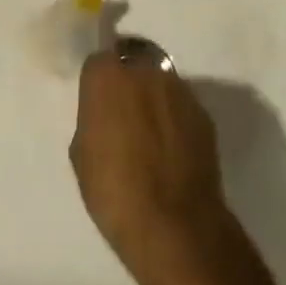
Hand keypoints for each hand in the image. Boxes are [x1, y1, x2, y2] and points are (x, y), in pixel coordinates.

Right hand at [69, 51, 234, 284]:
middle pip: (132, 65)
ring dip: (153, 99)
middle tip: (123, 117)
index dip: (97, 82)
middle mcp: (146, 72)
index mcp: (108, 78)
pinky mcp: (203, 113)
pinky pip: (181, 107)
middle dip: (127, 84)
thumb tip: (105, 113)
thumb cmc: (114, 191)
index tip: (96, 103)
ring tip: (150, 136)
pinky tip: (171, 150)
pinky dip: (175, 120)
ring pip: (160, 83)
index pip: (98, 61)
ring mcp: (180, 90)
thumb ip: (93, 119)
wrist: (174, 224)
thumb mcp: (82, 155)